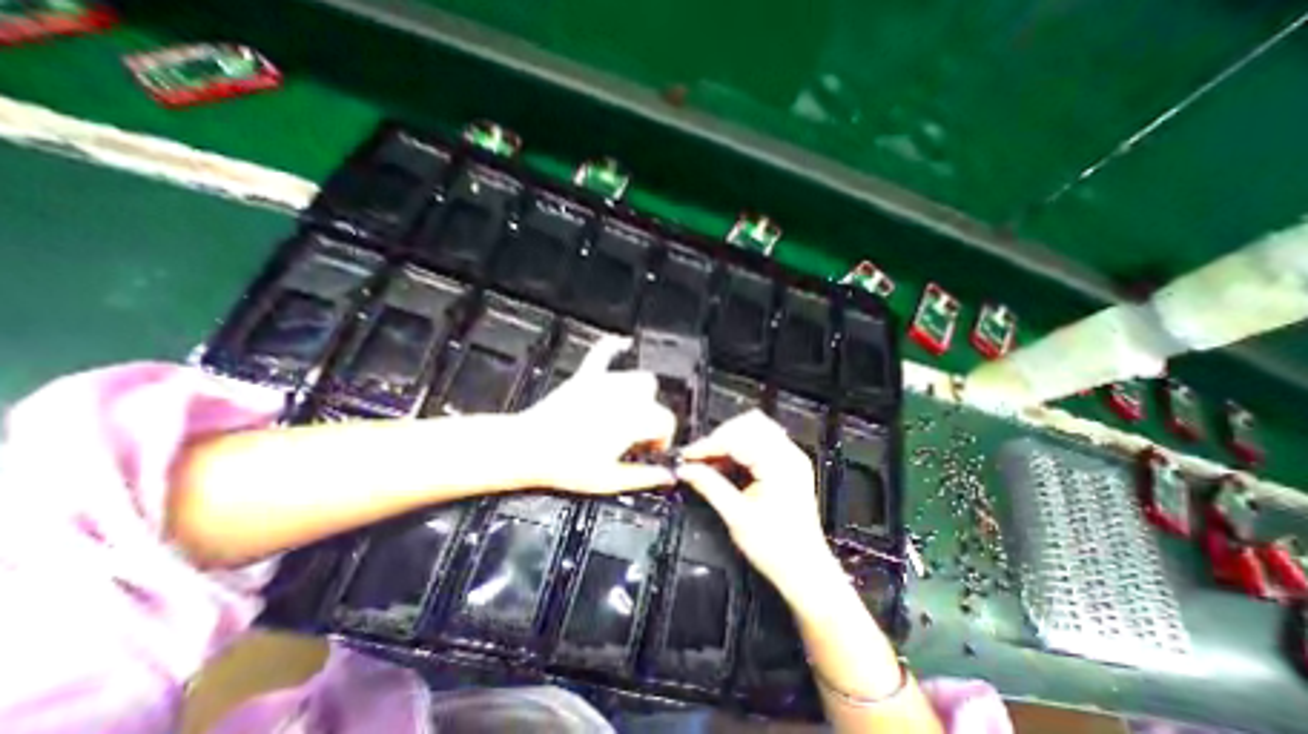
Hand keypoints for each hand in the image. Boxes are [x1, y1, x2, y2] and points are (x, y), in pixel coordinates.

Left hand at [513, 334, 673, 493]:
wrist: (527, 449)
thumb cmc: (566, 465)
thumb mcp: (611, 480)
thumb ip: (645, 477)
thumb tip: (667, 476)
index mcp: (633, 420)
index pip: (666, 421)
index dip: (663, 438)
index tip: (651, 450)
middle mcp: (624, 397)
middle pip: (654, 399)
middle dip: (651, 416)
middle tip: (636, 436)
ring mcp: (604, 383)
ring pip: (638, 378)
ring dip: (639, 393)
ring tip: (628, 412)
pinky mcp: (586, 377)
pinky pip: (603, 352)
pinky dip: (614, 347)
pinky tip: (622, 343)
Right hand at [674, 411, 836, 598]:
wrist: (806, 572)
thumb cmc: (776, 549)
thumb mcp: (737, 517)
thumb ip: (709, 486)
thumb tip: (685, 470)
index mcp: (779, 465)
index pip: (737, 439)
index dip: (708, 445)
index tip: (687, 456)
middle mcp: (789, 455)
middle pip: (748, 424)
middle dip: (720, 437)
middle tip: (699, 457)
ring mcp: (791, 458)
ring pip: (754, 428)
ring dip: (729, 440)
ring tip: (711, 460)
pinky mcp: (788, 465)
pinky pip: (760, 441)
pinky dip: (740, 447)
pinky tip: (726, 464)